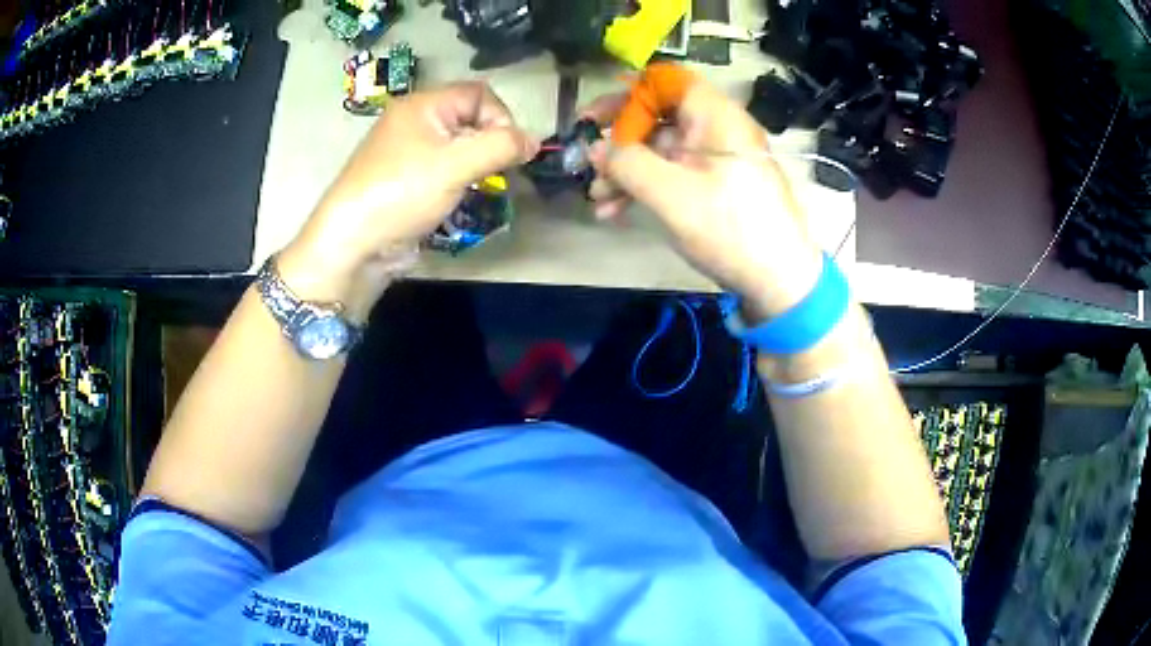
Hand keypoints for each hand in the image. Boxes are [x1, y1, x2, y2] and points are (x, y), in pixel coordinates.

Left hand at [280, 82, 538, 317]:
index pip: (479, 93)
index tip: (507, 151)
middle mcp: (414, 120)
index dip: (501, 117)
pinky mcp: (404, 178)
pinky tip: (457, 198)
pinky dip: (457, 178)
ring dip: (475, 163)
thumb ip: (501, 147)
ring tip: (478, 186)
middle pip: (469, 118)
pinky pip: (441, 167)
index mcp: (423, 104)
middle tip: (496, 172)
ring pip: (457, 145)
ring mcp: (407, 150)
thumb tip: (534, 141)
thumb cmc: (402, 193)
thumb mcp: (456, 165)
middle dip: (490, 142)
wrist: (352, 243)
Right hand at [585, 82, 823, 320]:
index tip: (595, 119)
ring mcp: (715, 160)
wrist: (780, 282)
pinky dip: (644, 188)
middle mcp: (715, 129)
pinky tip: (615, 212)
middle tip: (586, 160)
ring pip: (660, 150)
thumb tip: (595, 149)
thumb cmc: (731, 228)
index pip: (665, 82)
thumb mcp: (672, 194)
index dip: (628, 95)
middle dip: (619, 141)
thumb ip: (627, 164)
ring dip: (625, 171)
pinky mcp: (714, 187)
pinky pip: (673, 175)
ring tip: (598, 199)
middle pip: (658, 117)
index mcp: (714, 115)